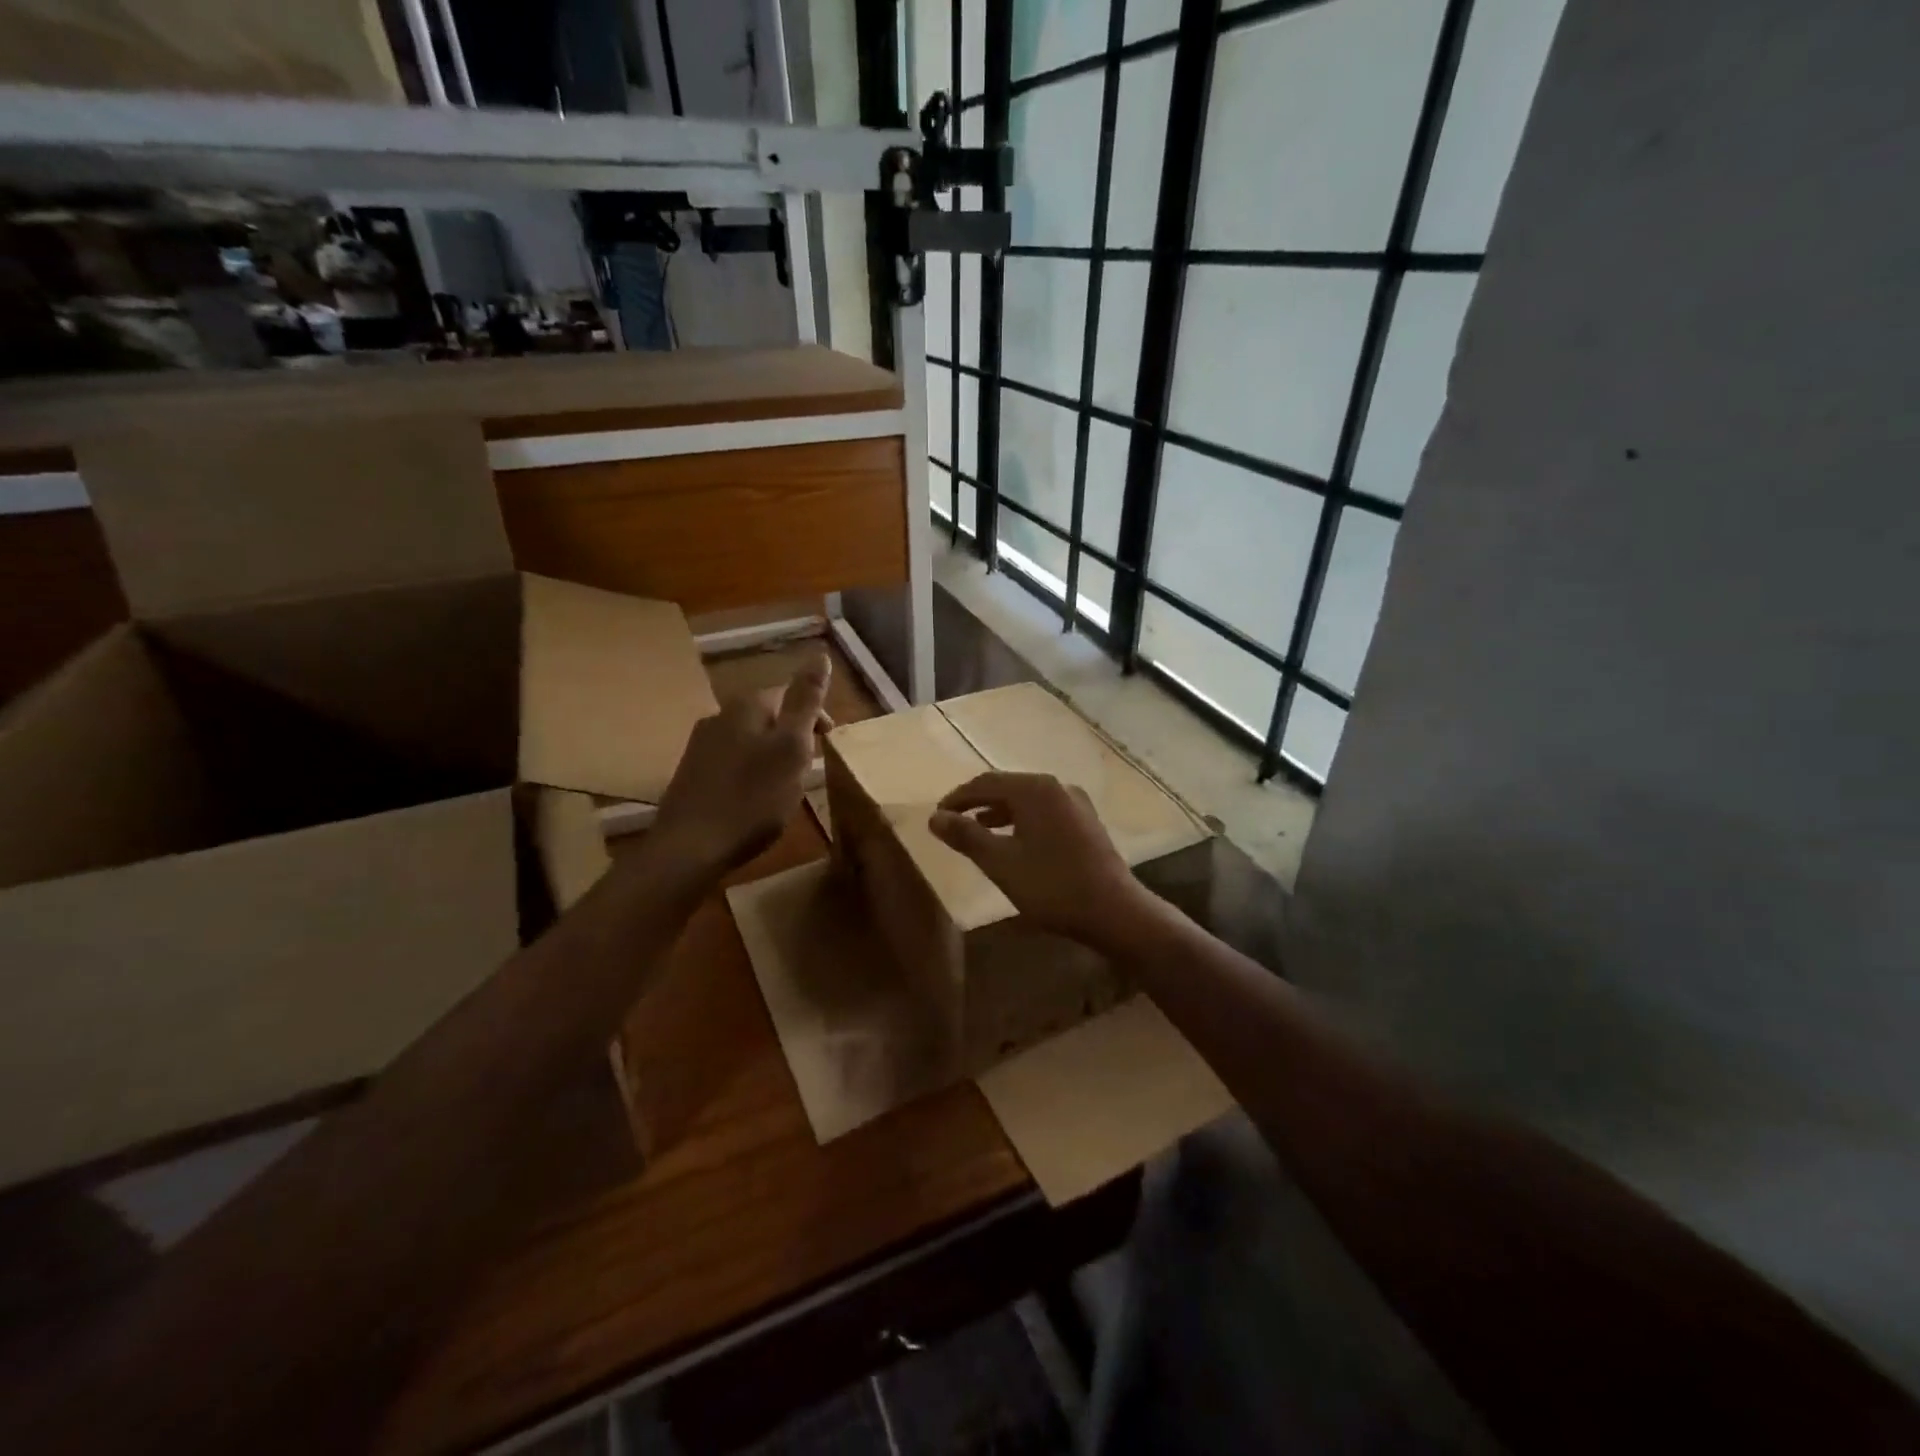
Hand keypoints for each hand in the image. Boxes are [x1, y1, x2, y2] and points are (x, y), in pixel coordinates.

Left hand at [650, 656, 830, 880]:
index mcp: (746, 706)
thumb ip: (806, 701)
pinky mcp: (690, 774)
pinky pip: (730, 762)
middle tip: (809, 766)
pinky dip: (750, 772)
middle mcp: (718, 716)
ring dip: (770, 755)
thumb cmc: (752, 797)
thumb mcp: (791, 747)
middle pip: (767, 716)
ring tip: (785, 784)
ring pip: (748, 740)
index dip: (814, 715)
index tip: (829, 743)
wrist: (690, 847)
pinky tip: (754, 798)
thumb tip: (820, 655)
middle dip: (792, 735)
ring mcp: (699, 746)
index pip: (788, 693)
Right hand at [929, 771, 1159, 949]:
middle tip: (953, 823)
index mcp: (1035, 789)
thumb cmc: (1052, 886)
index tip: (937, 817)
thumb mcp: (1000, 863)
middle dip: (977, 803)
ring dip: (999, 813)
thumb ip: (966, 836)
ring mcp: (1076, 803)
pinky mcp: (1086, 822)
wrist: (1114, 911)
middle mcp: (1057, 786)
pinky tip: (1014, 843)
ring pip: (1027, 800)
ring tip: (977, 832)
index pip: (985, 782)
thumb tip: (935, 817)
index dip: (957, 798)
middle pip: (1007, 786)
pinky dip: (1022, 821)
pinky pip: (1044, 812)